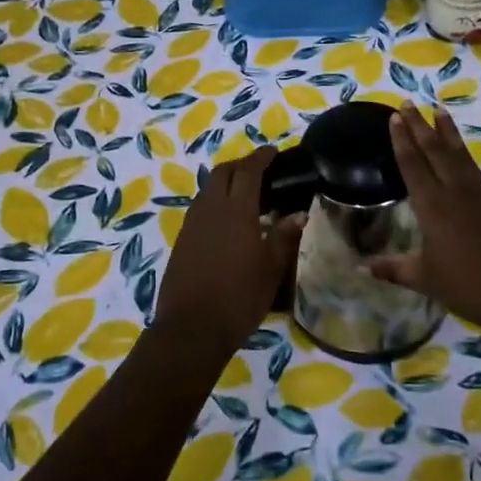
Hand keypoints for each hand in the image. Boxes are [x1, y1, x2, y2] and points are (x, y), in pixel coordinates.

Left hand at [153, 146, 303, 357]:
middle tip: (260, 172)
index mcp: (237, 211)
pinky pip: (200, 208)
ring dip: (226, 183)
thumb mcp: (271, 270)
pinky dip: (215, 202)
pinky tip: (228, 222)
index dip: (261, 157)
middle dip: (240, 165)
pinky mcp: (182, 240)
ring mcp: (192, 224)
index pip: (249, 171)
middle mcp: (211, 209)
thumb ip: (284, 238)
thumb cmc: (239, 298)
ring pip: (208, 189)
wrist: (191, 328)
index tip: (272, 152)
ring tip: (246, 196)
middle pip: (223, 172)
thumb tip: (298, 215)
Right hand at [364, 102, 480, 337]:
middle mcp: (456, 192)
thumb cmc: (467, 287)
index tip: (394, 117)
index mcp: (432, 207)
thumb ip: (392, 268)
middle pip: (434, 152)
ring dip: (450, 133)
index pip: (412, 166)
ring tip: (440, 110)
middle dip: (419, 127)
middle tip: (409, 104)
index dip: (401, 141)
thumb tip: (360, 267)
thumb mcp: (424, 279)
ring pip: (463, 156)